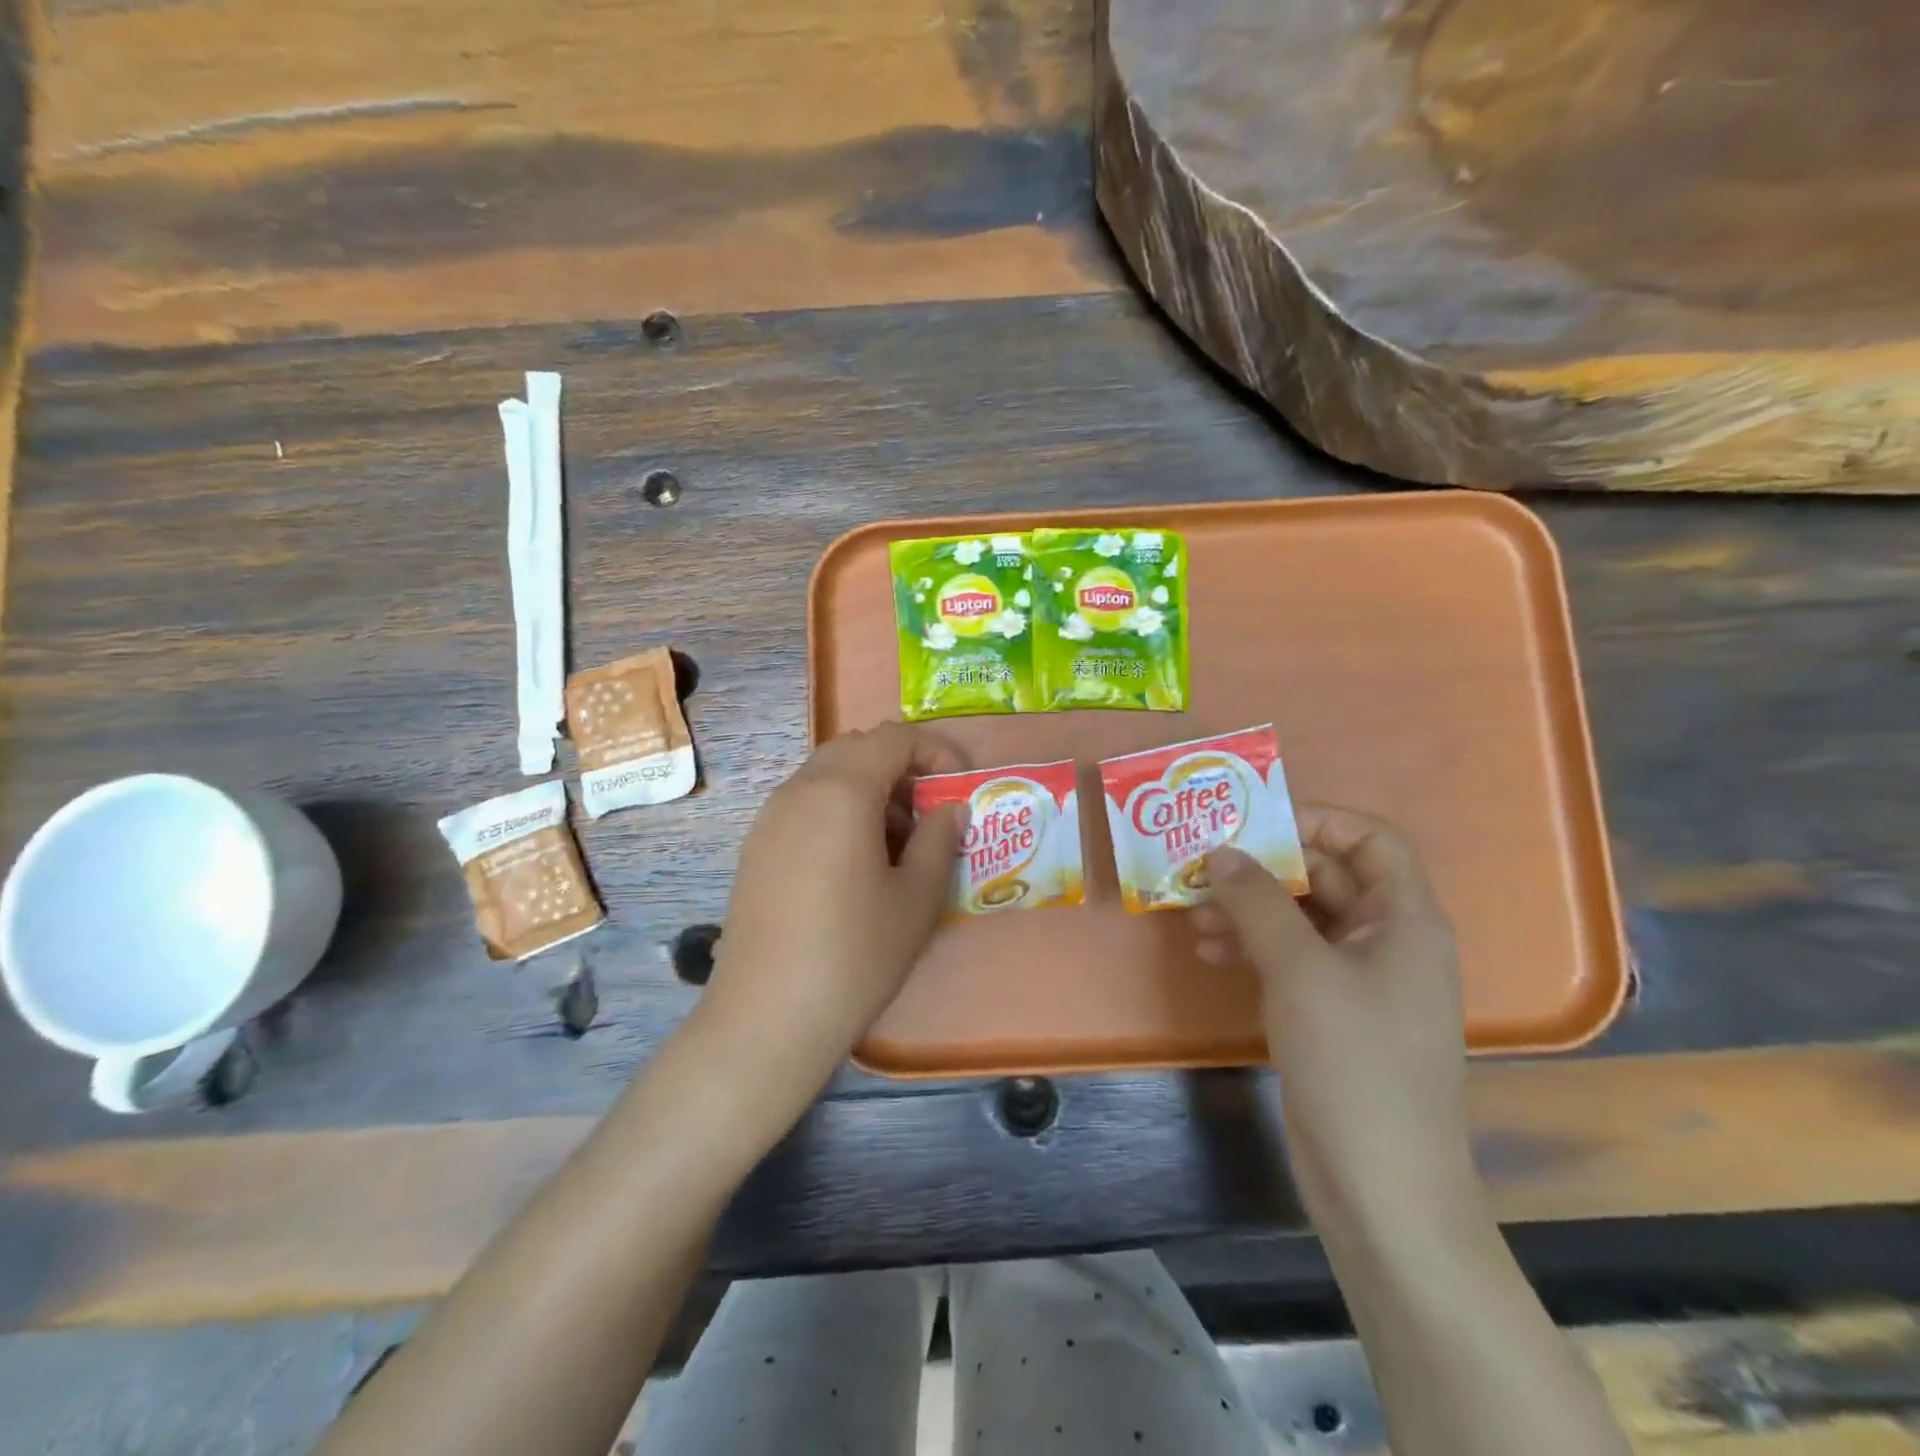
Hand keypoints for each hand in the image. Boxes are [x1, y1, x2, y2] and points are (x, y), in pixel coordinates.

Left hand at [701, 723, 967, 1110]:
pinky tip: (854, 866)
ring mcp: (770, 818)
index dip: (936, 751)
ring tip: (896, 846)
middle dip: (900, 768)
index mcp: (841, 791)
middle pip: (857, 748)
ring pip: (828, 775)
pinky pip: (805, 804)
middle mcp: (799, 790)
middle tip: (928, 815)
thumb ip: (940, 839)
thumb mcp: (916, 897)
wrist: (766, 1018)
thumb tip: (951, 808)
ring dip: (869, 790)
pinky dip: (839, 811)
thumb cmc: (855, 954)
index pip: (894, 737)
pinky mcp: (756, 847)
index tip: (959, 788)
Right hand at [1194, 807, 1477, 1231]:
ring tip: (1193, 916)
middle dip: (1264, 869)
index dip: (1317, 820)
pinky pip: (1292, 960)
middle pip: (1327, 877)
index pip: (1371, 839)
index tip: (1253, 823)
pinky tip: (1210, 954)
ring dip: (1249, 910)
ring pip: (1302, 920)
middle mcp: (1388, 941)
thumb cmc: (1354, 1063)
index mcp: (1405, 919)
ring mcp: (1361, 981)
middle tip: (1202, 866)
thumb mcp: (1299, 970)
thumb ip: (1257, 901)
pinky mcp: (1334, 1015)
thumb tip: (1220, 852)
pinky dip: (1253, 949)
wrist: (1383, 1190)